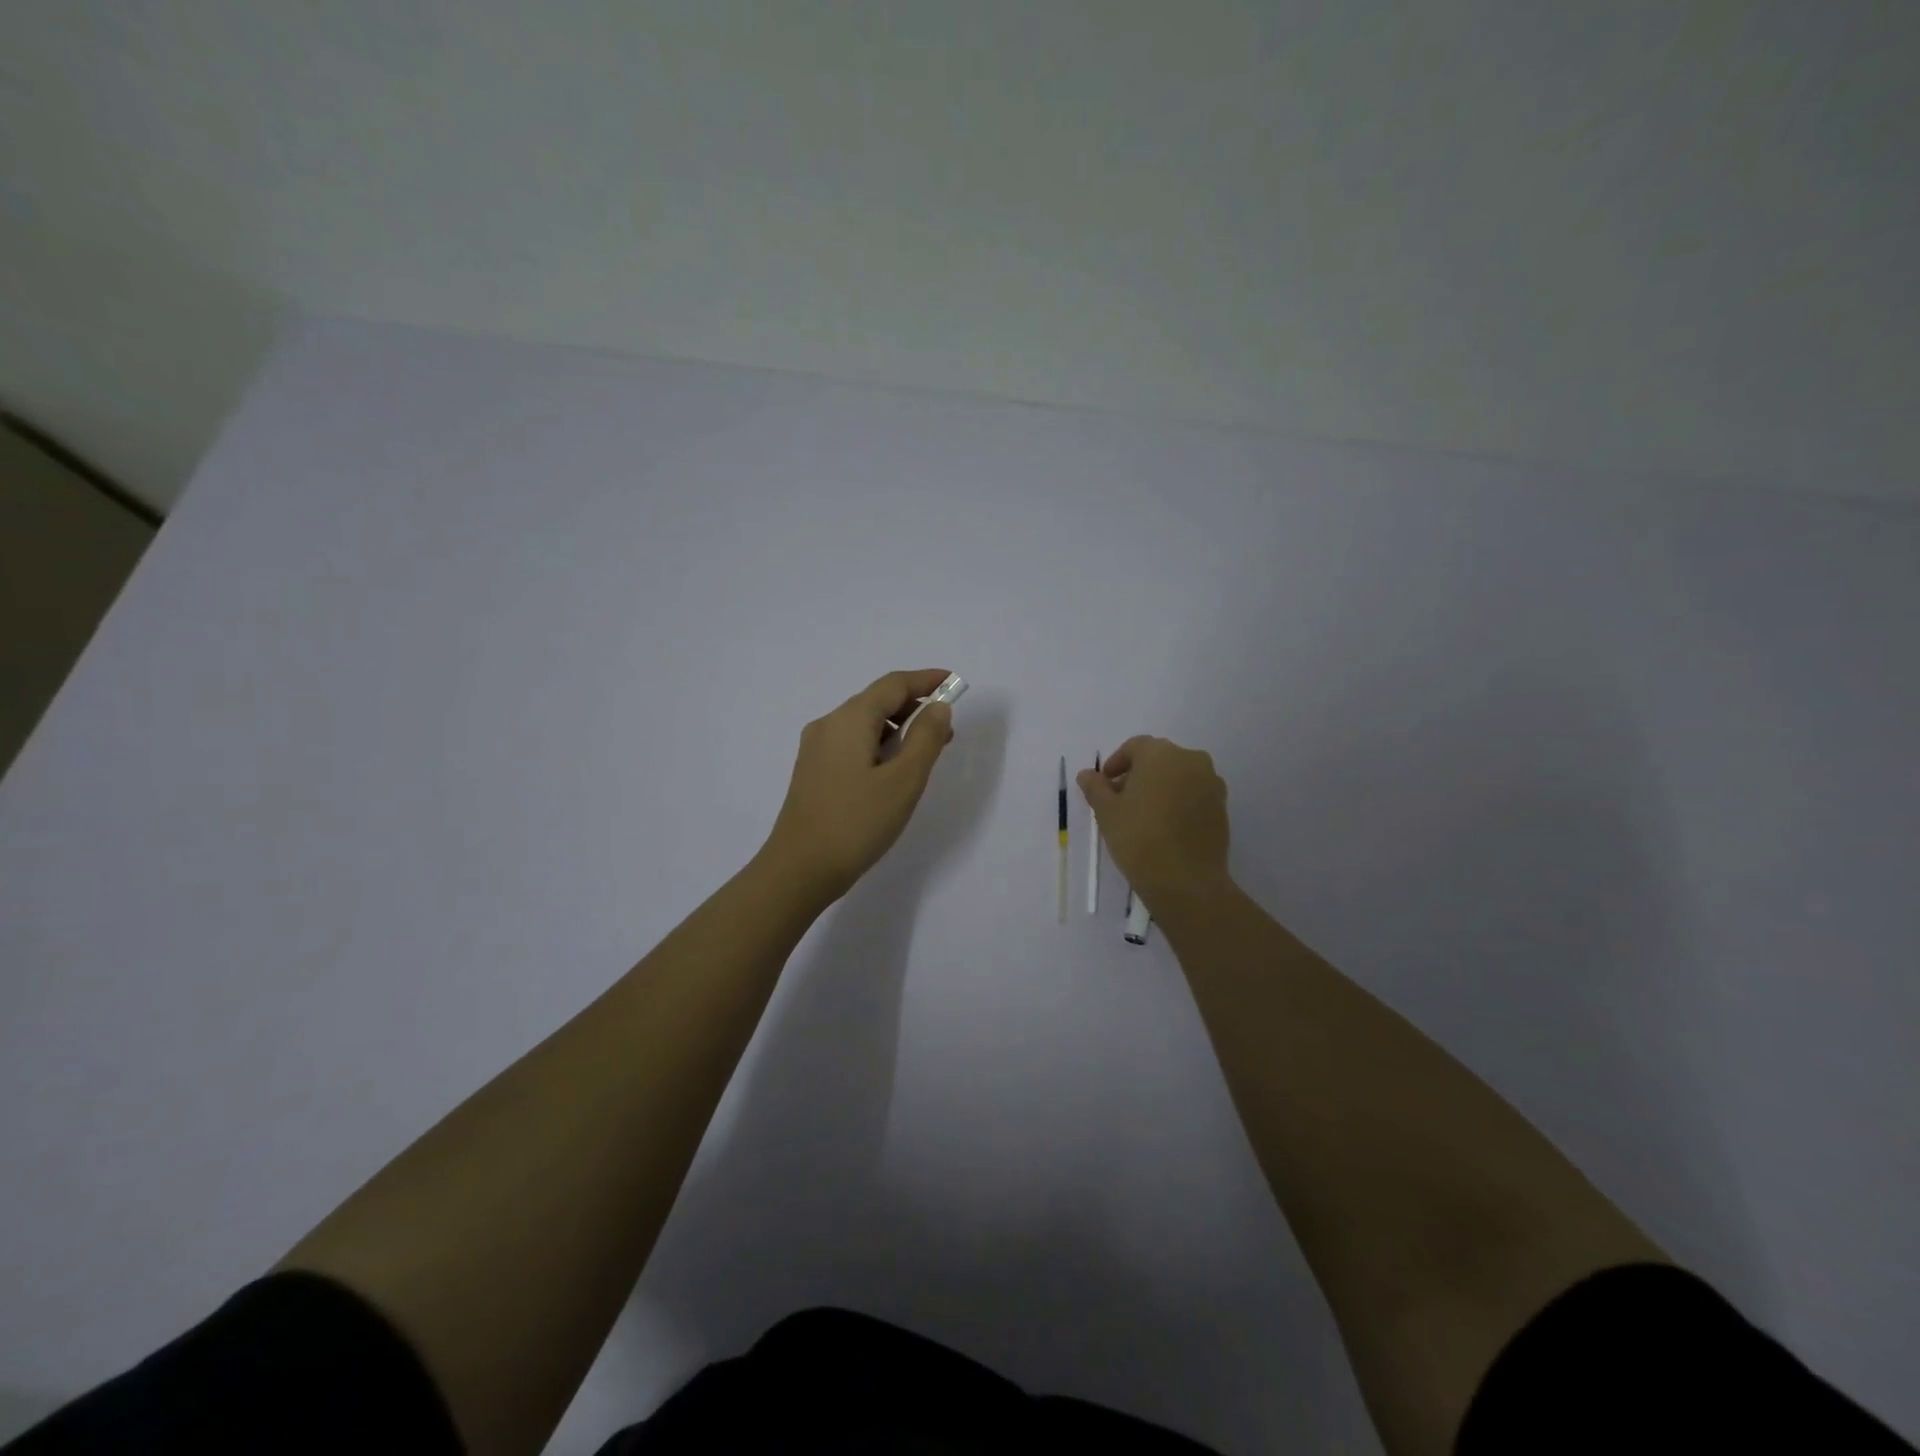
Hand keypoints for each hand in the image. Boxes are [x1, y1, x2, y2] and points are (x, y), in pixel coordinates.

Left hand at [760, 669, 955, 903]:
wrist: (799, 869)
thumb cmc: (857, 822)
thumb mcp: (904, 780)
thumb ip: (926, 738)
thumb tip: (937, 707)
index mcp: (849, 719)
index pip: (894, 684)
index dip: (926, 680)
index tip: (954, 683)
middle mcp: (828, 725)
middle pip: (876, 701)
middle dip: (914, 707)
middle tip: (946, 730)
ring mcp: (816, 749)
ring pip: (864, 724)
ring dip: (898, 729)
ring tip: (925, 754)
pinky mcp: (813, 772)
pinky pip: (852, 744)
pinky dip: (879, 746)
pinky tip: (893, 771)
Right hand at [1078, 736, 1231, 909]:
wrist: (1185, 880)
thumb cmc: (1139, 837)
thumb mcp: (1107, 811)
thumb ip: (1095, 787)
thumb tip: (1087, 774)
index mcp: (1161, 754)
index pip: (1135, 747)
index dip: (1116, 763)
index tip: (1104, 785)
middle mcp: (1191, 760)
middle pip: (1158, 759)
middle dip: (1138, 774)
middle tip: (1120, 800)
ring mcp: (1211, 783)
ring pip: (1179, 776)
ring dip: (1160, 787)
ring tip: (1143, 815)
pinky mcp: (1222, 807)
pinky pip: (1194, 795)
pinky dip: (1179, 802)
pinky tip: (1165, 826)